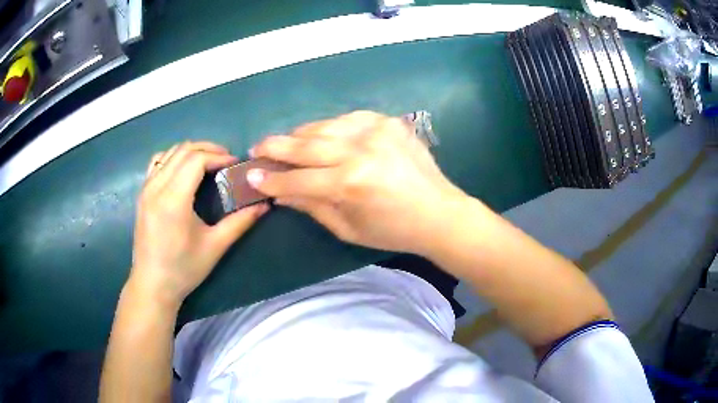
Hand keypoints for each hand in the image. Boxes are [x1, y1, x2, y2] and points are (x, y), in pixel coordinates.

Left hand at [130, 141, 267, 307]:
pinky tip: (183, 169)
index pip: (196, 160)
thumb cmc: (183, 269)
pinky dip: (174, 157)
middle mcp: (157, 187)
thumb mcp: (215, 247)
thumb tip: (264, 205)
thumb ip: (240, 222)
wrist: (152, 284)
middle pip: (183, 150)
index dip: (218, 156)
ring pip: (170, 152)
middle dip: (208, 149)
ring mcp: (146, 188)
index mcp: (173, 200)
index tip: (234, 164)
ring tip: (208, 161)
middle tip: (226, 160)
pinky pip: (157, 162)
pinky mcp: (142, 194)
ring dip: (191, 151)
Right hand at [248, 111, 466, 254]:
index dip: (272, 179)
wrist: (439, 212)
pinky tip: (324, 134)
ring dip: (301, 134)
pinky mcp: (388, 122)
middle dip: (276, 146)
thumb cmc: (393, 230)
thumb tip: (280, 192)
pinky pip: (348, 118)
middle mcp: (360, 151)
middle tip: (258, 148)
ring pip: (324, 125)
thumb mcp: (348, 228)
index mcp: (350, 184)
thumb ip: (311, 206)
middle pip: (305, 144)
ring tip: (287, 142)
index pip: (297, 179)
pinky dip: (331, 126)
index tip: (251, 176)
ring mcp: (376, 131)